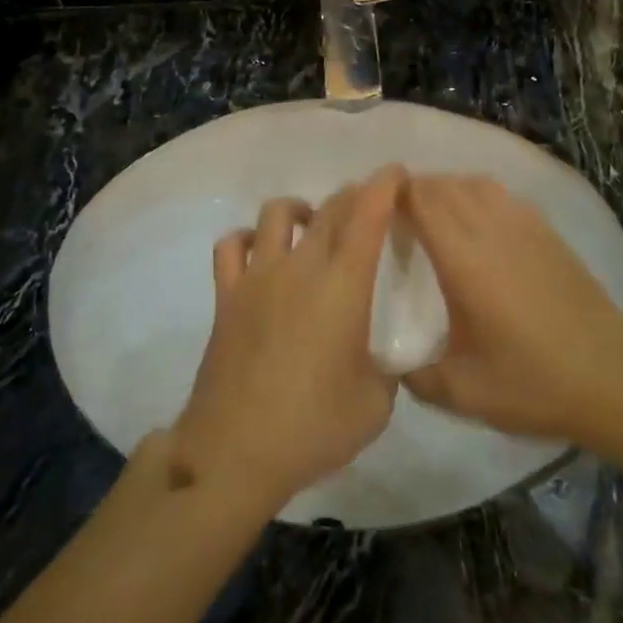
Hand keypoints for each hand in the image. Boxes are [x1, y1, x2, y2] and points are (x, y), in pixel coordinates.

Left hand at [171, 168, 405, 510]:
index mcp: (343, 286)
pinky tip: (260, 251)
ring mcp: (257, 277)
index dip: (383, 187)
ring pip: (277, 214)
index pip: (366, 217)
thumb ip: (386, 371)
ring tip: (312, 224)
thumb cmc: (313, 428)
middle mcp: (300, 268)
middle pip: (328, 210)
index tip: (396, 172)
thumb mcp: (375, 405)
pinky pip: (231, 246)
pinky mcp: (226, 295)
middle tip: (366, 202)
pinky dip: (248, 238)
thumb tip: (380, 360)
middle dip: (352, 196)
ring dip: (301, 209)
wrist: (234, 451)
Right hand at [403, 175, 622, 440]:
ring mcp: (524, 226)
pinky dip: (477, 195)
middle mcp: (491, 229)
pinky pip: (501, 195)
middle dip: (414, 190)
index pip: (421, 199)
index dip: (393, 194)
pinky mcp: (548, 233)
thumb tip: (389, 362)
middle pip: (444, 184)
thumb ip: (415, 375)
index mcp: (464, 258)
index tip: (372, 209)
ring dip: (447, 189)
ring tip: (432, 216)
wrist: (613, 380)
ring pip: (474, 183)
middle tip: (394, 218)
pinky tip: (476, 225)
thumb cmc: (533, 383)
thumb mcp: (462, 392)